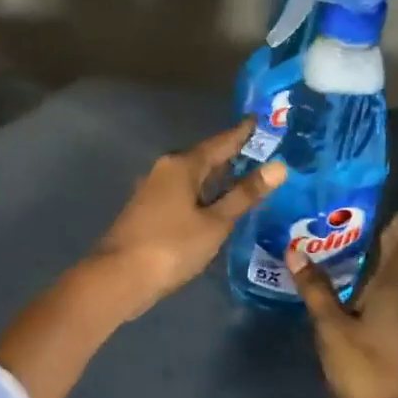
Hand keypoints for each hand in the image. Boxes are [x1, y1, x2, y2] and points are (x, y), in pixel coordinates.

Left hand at [91, 120, 286, 320]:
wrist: (119, 277)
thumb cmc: (171, 246)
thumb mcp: (215, 223)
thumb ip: (244, 195)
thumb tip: (278, 166)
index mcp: (182, 165)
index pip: (220, 142)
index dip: (242, 133)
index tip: (260, 120)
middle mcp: (165, 170)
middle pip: (205, 158)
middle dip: (232, 156)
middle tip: (264, 152)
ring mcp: (153, 190)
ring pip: (193, 178)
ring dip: (218, 178)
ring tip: (248, 178)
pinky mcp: (148, 211)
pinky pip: (184, 194)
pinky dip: (204, 195)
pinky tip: (218, 206)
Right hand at [288, 213, 397, 397]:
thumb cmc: (363, 367)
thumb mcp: (332, 326)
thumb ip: (315, 289)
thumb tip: (295, 250)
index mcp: (391, 292)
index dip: (395, 228)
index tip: (386, 206)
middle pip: (393, 265)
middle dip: (379, 242)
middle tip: (350, 219)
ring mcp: (395, 324)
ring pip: (384, 284)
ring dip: (369, 264)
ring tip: (342, 246)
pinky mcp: (386, 341)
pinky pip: (376, 301)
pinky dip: (362, 286)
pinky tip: (343, 287)